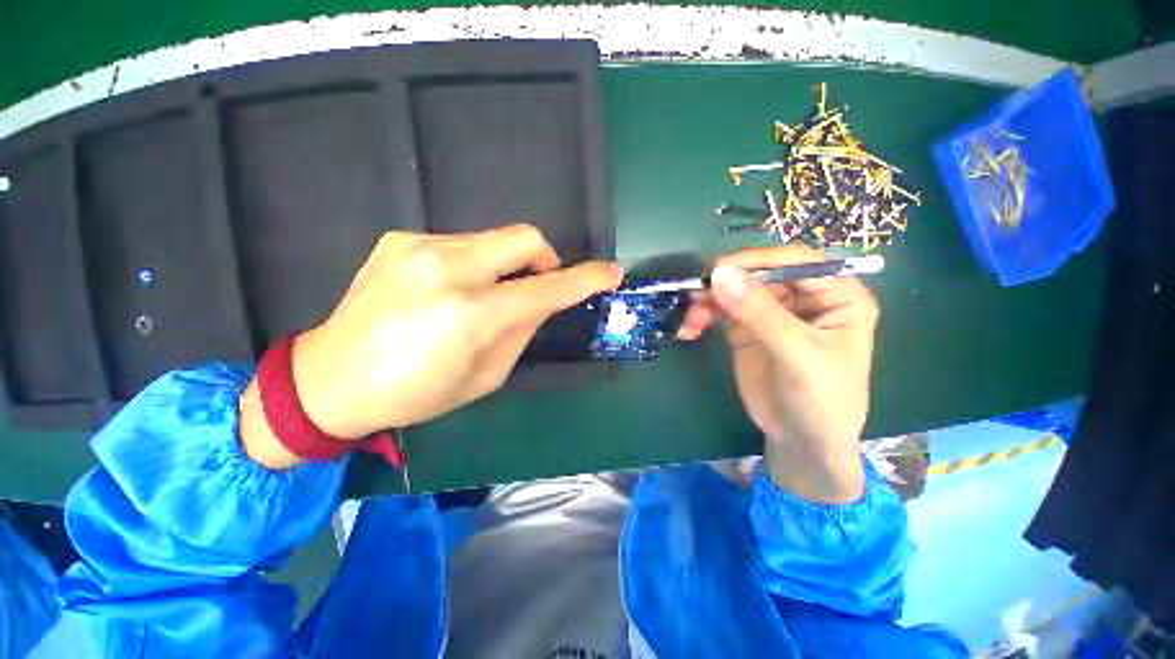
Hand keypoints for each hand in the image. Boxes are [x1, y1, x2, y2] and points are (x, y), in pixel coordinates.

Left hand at [240, 225, 622, 468]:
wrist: (331, 379)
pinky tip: (448, 290)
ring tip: (484, 295)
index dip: (586, 279)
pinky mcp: (400, 239)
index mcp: (473, 315)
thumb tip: (542, 299)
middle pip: (526, 237)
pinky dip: (473, 264)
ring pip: (494, 238)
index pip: (548, 288)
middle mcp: (449, 269)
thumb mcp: (486, 375)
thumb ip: (522, 330)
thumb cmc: (417, 392)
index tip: (611, 272)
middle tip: (536, 286)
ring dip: (505, 265)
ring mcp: (420, 247)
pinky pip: (461, 243)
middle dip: (545, 259)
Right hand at [677, 245, 877, 502]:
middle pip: (759, 274)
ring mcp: (772, 313)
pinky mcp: (747, 329)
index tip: (718, 268)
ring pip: (735, 291)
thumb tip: (719, 273)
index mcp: (836, 295)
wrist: (802, 441)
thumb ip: (759, 311)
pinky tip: (690, 329)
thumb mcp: (796, 353)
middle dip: (725, 284)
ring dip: (709, 301)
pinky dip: (703, 315)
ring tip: (691, 320)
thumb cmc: (820, 399)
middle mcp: (803, 297)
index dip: (757, 260)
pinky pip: (721, 311)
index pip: (795, 261)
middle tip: (695, 294)